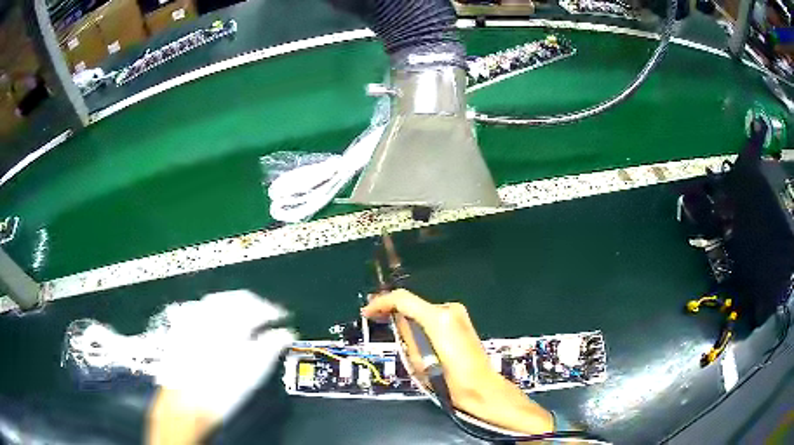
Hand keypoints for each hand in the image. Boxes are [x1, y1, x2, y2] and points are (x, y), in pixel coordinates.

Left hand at [147, 290, 295, 443]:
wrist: (187, 402)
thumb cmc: (224, 388)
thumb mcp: (255, 370)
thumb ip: (272, 346)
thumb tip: (285, 333)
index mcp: (231, 320)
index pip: (257, 305)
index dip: (273, 311)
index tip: (283, 319)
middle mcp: (210, 311)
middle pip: (237, 298)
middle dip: (254, 305)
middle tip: (266, 317)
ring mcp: (192, 317)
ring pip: (218, 300)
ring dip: (235, 306)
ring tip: (245, 319)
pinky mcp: (181, 327)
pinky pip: (201, 309)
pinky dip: (215, 313)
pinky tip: (220, 325)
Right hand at [362, 289, 553, 435]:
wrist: (480, 388)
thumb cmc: (449, 380)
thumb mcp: (418, 360)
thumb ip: (406, 334)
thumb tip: (395, 319)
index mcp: (438, 318)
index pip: (403, 299)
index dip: (381, 302)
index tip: (367, 312)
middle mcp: (450, 310)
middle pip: (414, 302)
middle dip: (393, 309)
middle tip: (375, 318)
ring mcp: (459, 314)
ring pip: (424, 310)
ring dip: (407, 316)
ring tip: (391, 328)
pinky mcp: (463, 321)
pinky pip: (434, 316)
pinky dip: (420, 321)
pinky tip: (413, 333)